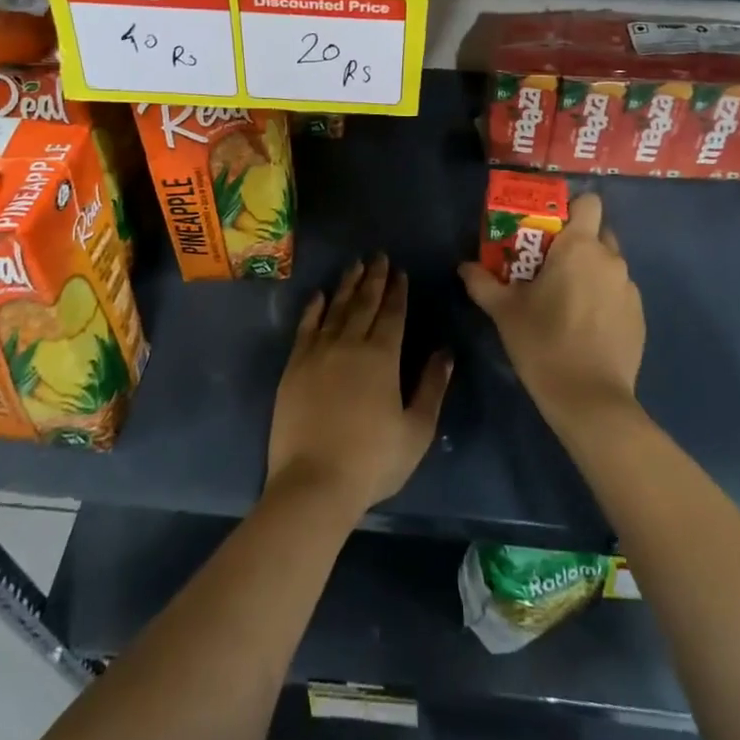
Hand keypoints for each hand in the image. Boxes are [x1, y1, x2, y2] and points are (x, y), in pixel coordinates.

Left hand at [267, 255, 452, 516]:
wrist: (313, 482)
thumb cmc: (372, 461)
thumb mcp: (416, 430)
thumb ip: (432, 387)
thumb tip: (445, 352)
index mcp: (382, 357)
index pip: (392, 314)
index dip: (397, 291)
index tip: (400, 272)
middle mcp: (349, 344)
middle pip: (363, 303)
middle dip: (373, 278)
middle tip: (378, 256)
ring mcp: (318, 352)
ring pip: (335, 308)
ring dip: (346, 285)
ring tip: (354, 265)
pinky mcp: (294, 365)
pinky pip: (306, 326)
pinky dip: (314, 308)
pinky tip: (319, 295)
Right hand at [458, 193, 643, 428]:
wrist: (589, 400)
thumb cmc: (543, 342)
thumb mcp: (504, 311)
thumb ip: (482, 282)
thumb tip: (465, 266)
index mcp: (579, 247)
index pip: (588, 202)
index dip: (570, 209)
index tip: (548, 228)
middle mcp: (610, 259)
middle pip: (598, 232)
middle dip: (577, 242)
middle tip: (550, 265)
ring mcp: (629, 289)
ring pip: (608, 265)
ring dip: (590, 272)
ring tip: (566, 299)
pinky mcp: (639, 317)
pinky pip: (618, 293)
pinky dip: (603, 299)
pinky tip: (584, 325)